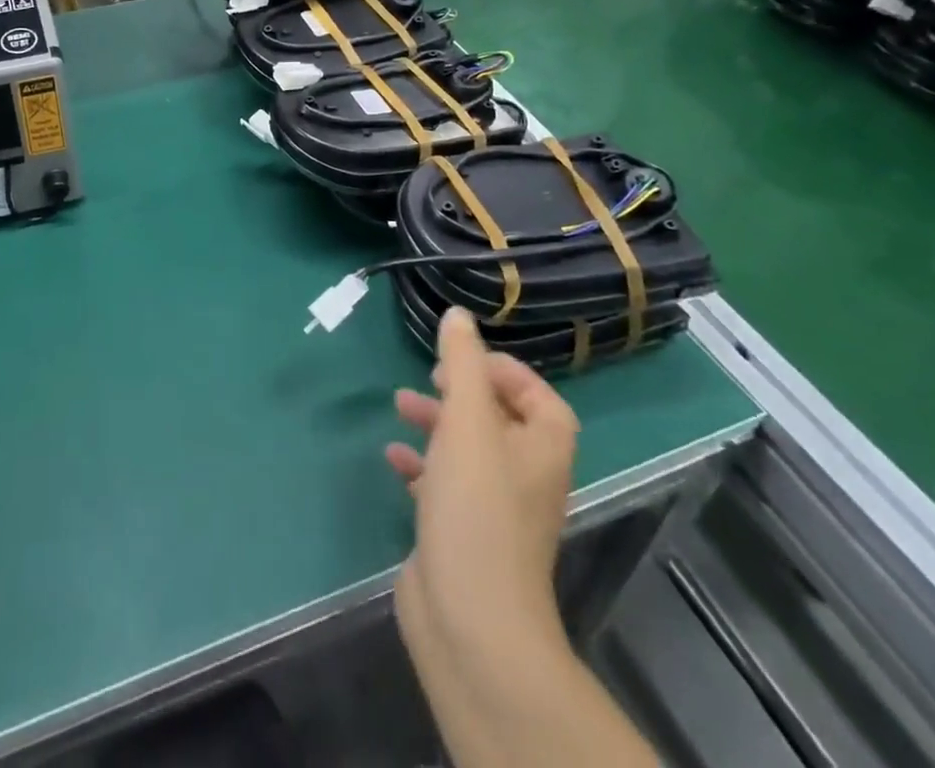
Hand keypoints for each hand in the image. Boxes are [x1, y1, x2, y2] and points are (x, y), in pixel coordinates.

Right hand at [386, 307, 576, 665]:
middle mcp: (525, 477)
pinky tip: (393, 457)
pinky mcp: (461, 533)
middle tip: (429, 376)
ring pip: (468, 450)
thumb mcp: (468, 421)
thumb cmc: (477, 508)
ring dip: (437, 423)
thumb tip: (459, 315)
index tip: (464, 359)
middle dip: (462, 392)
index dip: (507, 372)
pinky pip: (443, 484)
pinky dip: (421, 464)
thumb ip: (462, 363)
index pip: (540, 398)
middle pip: (500, 420)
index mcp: (541, 449)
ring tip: (399, 405)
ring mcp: (493, 510)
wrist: (470, 620)